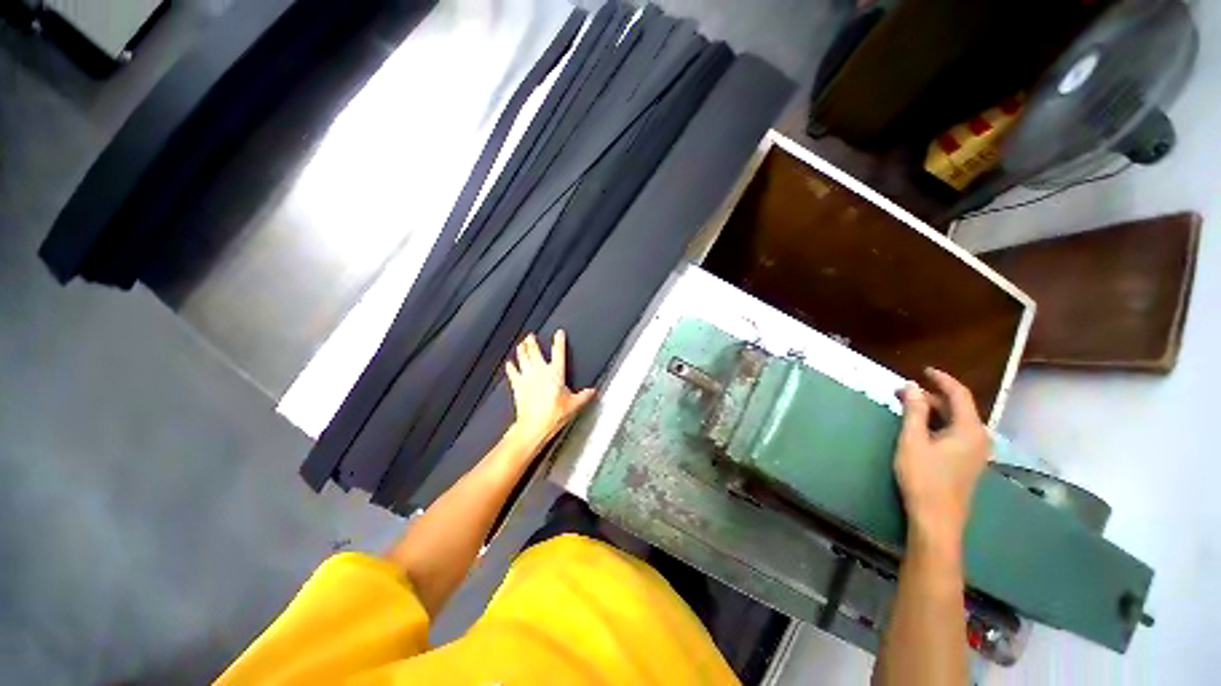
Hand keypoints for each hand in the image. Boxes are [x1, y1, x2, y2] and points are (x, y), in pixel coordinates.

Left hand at [504, 330, 595, 447]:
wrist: (534, 426)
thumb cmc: (554, 414)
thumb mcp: (574, 405)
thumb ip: (584, 396)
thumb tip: (593, 391)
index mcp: (556, 373)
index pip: (559, 352)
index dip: (559, 341)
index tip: (559, 333)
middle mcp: (540, 371)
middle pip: (535, 352)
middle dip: (533, 342)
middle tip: (530, 336)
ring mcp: (527, 378)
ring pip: (523, 358)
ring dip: (522, 350)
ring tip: (521, 344)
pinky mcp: (518, 386)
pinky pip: (513, 373)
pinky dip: (510, 368)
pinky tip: (509, 363)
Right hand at [895, 368, 989, 555]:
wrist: (937, 518)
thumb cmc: (923, 477)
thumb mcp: (913, 441)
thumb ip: (914, 411)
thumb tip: (912, 386)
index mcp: (969, 429)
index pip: (959, 394)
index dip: (942, 379)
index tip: (923, 370)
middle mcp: (979, 437)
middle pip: (958, 407)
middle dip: (931, 396)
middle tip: (902, 392)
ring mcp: (976, 451)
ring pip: (956, 420)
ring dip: (933, 410)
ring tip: (907, 406)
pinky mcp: (968, 461)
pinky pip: (955, 432)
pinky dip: (938, 423)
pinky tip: (921, 425)